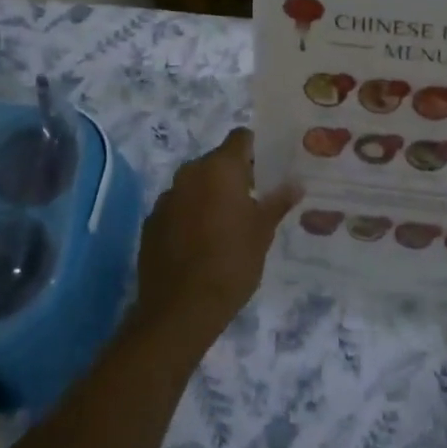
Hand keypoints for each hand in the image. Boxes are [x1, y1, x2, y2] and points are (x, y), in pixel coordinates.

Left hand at [135, 129, 300, 346]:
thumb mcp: (263, 232)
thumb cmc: (231, 263)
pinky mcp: (151, 221)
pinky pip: (177, 207)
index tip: (268, 169)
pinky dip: (190, 215)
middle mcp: (189, 173)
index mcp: (219, 168)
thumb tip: (296, 183)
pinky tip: (200, 242)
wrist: (180, 309)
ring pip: (195, 184)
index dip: (256, 149)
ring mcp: (166, 197)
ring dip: (210, 194)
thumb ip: (277, 201)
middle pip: (216, 160)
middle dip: (234, 175)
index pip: (240, 138)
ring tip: (227, 224)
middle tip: (253, 200)